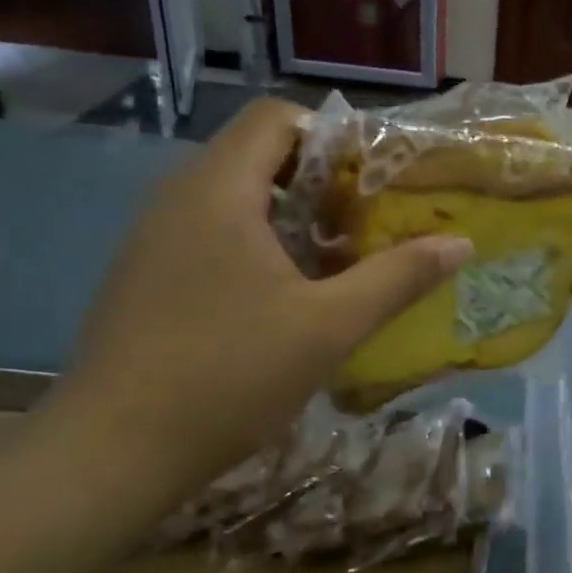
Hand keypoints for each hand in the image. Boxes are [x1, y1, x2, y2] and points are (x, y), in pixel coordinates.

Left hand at [47, 100, 472, 495]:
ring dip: (291, 215)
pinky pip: (210, 231)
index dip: (332, 135)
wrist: (110, 455)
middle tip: (367, 222)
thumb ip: (398, 277)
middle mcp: (178, 198)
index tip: (373, 179)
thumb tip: (460, 243)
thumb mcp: (329, 326)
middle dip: (320, 180)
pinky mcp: (145, 275)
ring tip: (336, 259)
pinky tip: (283, 297)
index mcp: (218, 191)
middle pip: (258, 154)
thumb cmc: (227, 375)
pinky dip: (257, 243)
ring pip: (234, 196)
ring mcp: (154, 238)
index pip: (276, 117)